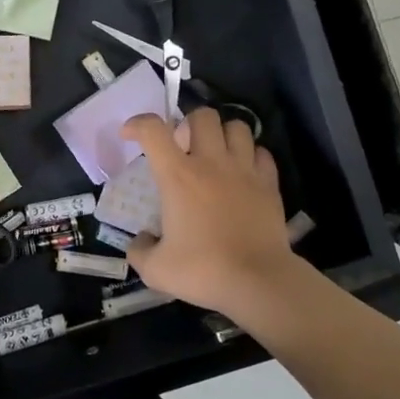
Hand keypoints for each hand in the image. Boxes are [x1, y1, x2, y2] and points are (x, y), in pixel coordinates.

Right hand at [122, 108, 295, 315]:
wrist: (258, 282)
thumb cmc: (204, 271)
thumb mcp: (156, 269)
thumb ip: (139, 251)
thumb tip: (140, 240)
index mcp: (178, 176)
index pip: (153, 130)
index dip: (137, 124)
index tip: (130, 135)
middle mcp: (211, 163)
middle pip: (202, 116)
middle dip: (188, 123)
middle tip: (183, 147)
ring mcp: (244, 170)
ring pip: (237, 126)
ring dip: (223, 134)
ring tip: (216, 153)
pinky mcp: (269, 184)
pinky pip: (262, 153)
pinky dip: (250, 155)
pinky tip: (243, 172)